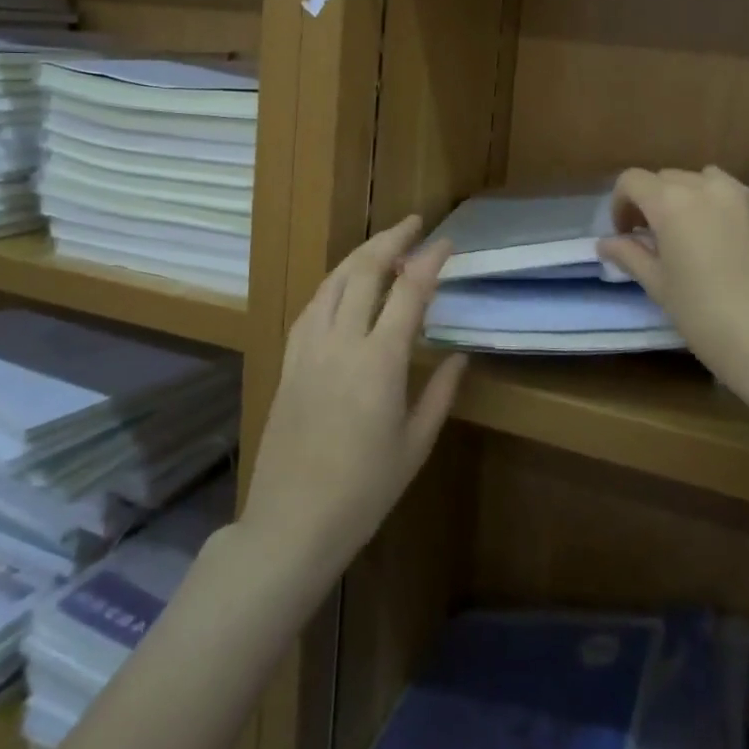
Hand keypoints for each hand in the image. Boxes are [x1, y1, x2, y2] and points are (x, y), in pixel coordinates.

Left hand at [240, 216, 467, 587]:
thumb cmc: (364, 491)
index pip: (409, 292)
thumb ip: (440, 393)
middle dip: (391, 240)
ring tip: (383, 246)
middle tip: (414, 224)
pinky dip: (333, 284)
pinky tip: (344, 285)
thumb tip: (460, 356)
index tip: (446, 242)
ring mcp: (308, 349)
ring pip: (333, 282)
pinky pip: (312, 307)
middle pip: (365, 271)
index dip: (429, 260)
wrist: (291, 523)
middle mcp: (341, 343)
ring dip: (359, 255)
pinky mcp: (289, 361)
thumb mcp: (415, 445)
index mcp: (379, 362)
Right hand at [597, 167, 748, 406]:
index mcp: (672, 201)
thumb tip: (605, 242)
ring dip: (686, 198)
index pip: (632, 181)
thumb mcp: (659, 286)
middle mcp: (707, 186)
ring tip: (688, 235)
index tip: (625, 235)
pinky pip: (732, 194)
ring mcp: (743, 196)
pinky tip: (721, 241)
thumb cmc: (706, 316)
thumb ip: (630, 255)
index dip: (620, 204)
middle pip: (666, 178)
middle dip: (651, 201)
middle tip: (652, 240)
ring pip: (701, 180)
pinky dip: (716, 205)